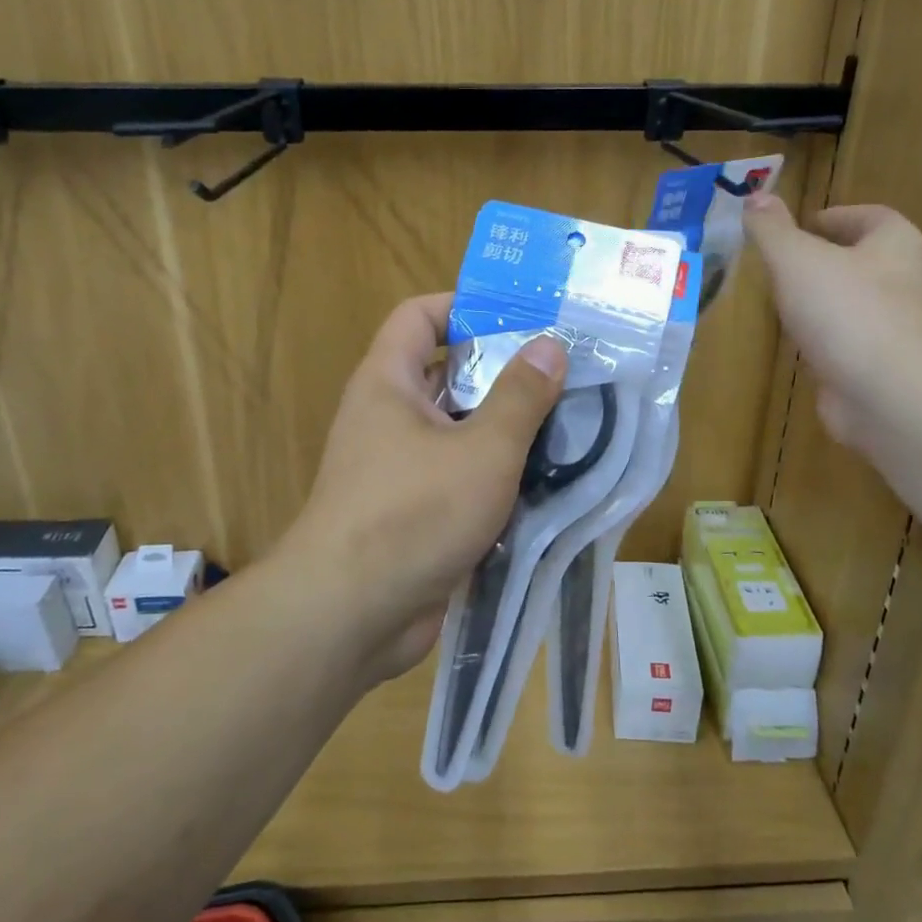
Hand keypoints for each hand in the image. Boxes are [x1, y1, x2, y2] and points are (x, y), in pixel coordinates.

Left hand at [277, 294, 566, 681]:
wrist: (350, 616)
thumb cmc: (413, 513)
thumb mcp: (482, 449)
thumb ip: (520, 396)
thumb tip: (549, 344)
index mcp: (388, 383)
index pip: (419, 315)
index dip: (465, 305)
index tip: (522, 316)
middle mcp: (388, 417)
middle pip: (447, 373)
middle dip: (503, 371)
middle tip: (564, 371)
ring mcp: (399, 468)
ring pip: (460, 430)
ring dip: (507, 428)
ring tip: (570, 421)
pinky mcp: (415, 512)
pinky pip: (460, 476)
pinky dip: (496, 474)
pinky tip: (548, 480)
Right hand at [743, 194, 921, 445]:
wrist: (884, 392)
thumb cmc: (845, 309)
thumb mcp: (796, 258)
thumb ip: (772, 229)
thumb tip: (755, 197)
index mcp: (896, 244)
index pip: (870, 217)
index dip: (835, 217)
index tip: (801, 226)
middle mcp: (904, 281)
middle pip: (861, 260)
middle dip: (823, 260)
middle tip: (781, 264)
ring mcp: (894, 327)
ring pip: (852, 303)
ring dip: (820, 302)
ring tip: (780, 302)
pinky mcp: (878, 366)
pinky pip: (846, 342)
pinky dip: (822, 339)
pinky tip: (795, 344)